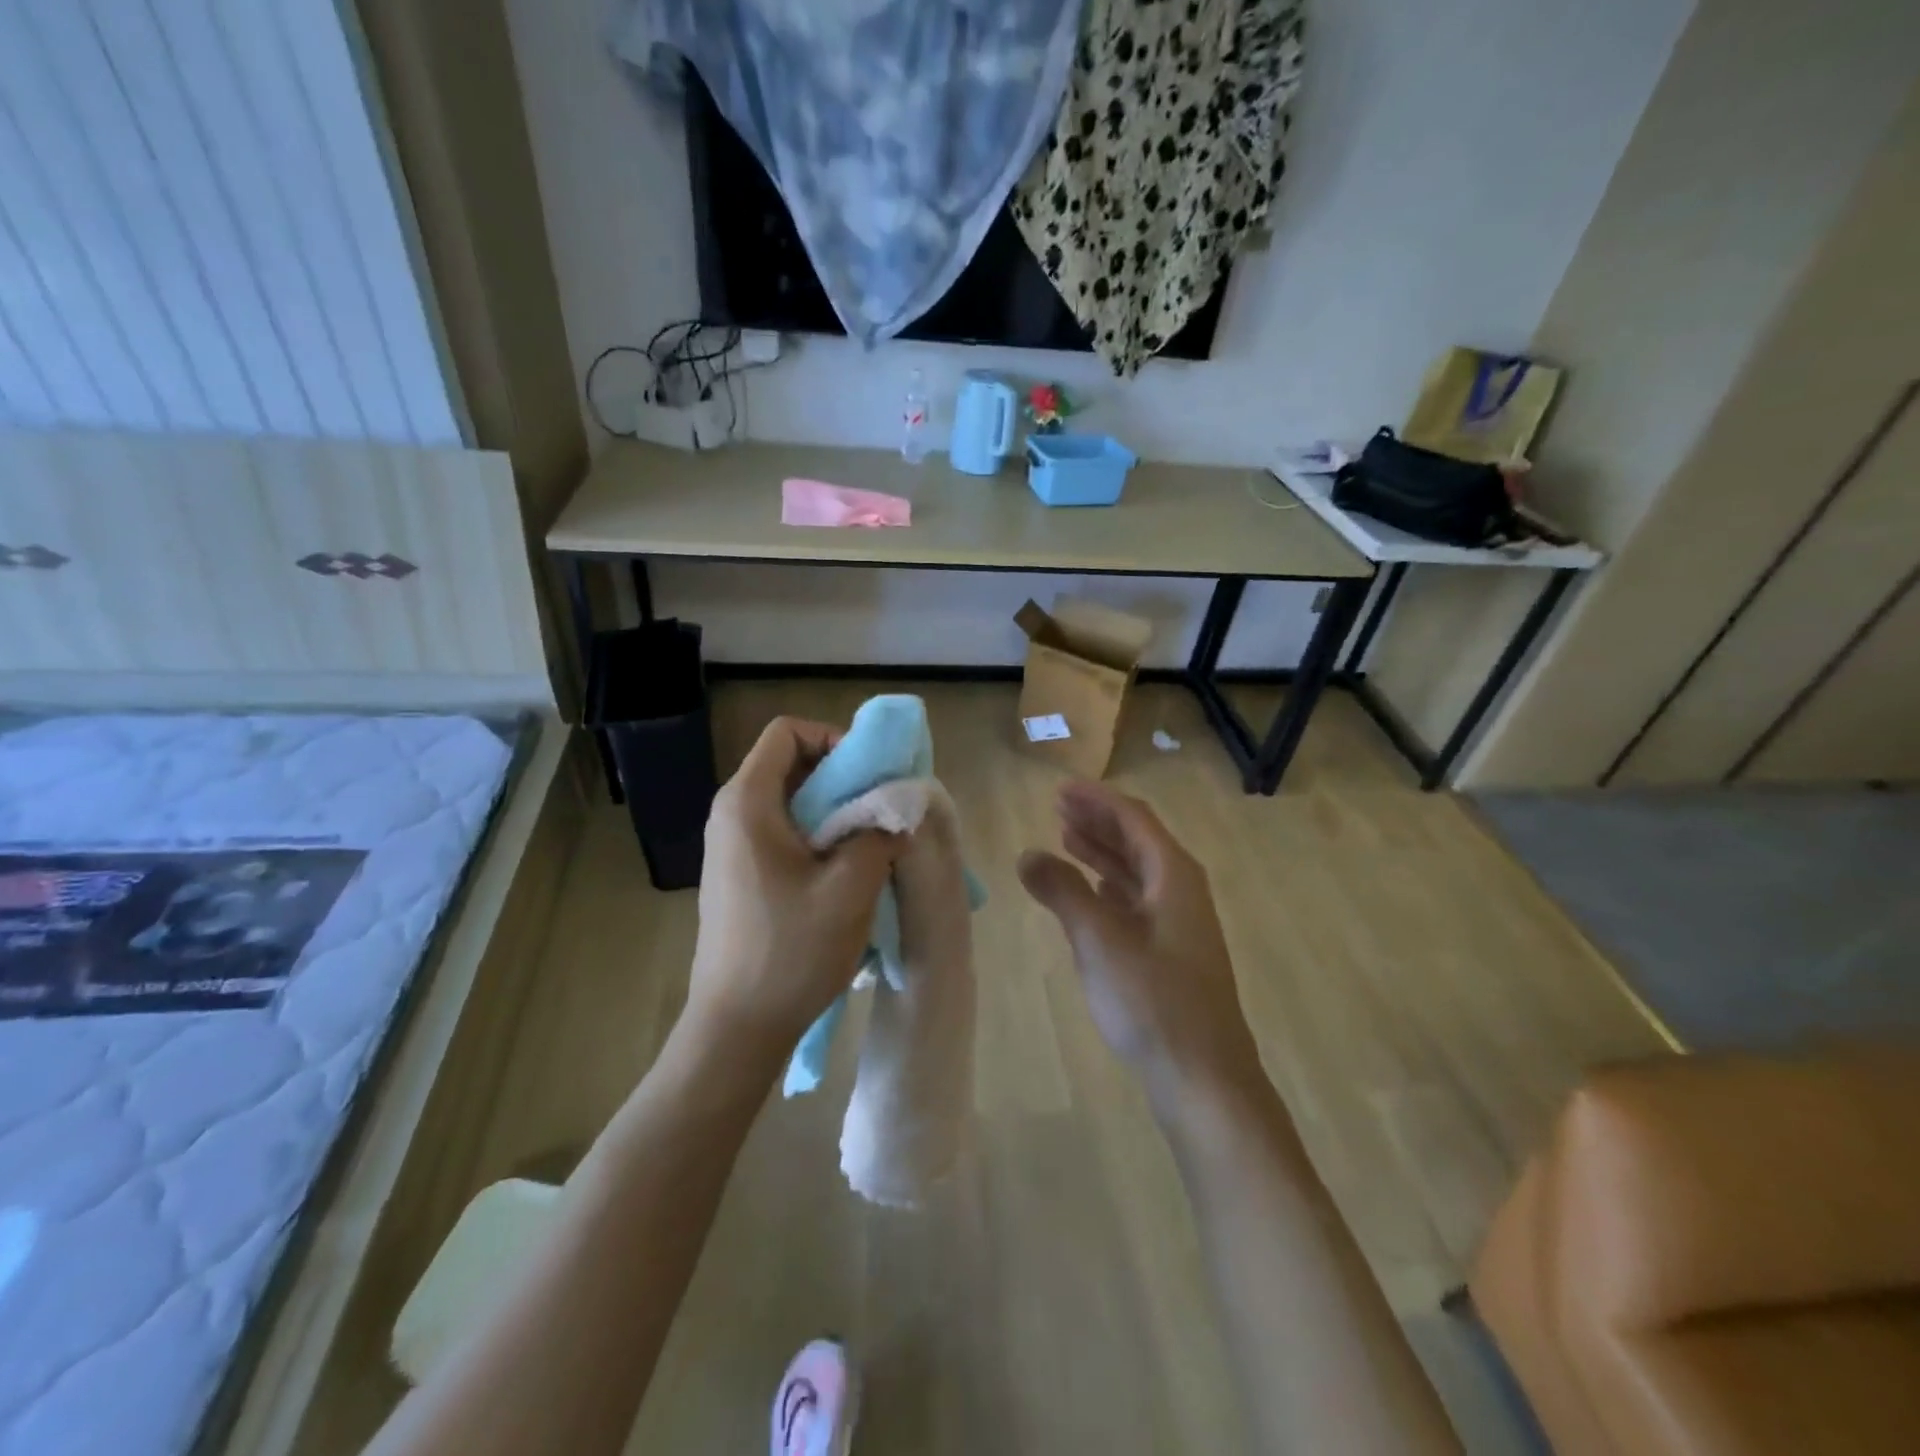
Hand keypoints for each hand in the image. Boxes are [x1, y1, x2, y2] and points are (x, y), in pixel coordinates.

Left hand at [685, 718, 900, 1055]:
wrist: (736, 1028)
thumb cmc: (791, 950)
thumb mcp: (851, 886)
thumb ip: (880, 832)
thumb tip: (897, 807)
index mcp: (748, 803)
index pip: (788, 732)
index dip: (833, 739)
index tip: (869, 775)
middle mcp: (731, 815)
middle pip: (790, 764)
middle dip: (842, 777)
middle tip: (881, 808)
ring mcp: (730, 847)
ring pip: (789, 801)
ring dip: (834, 811)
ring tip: (870, 842)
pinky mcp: (738, 876)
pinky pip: (781, 833)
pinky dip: (817, 837)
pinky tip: (844, 873)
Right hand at [1018, 782, 1259, 1098]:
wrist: (1203, 1078)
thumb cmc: (1152, 1000)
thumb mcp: (1098, 939)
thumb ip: (1062, 891)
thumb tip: (1027, 854)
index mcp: (1174, 876)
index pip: (1133, 819)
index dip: (1097, 800)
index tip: (1060, 789)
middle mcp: (1181, 891)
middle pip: (1137, 841)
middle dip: (1098, 821)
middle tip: (1057, 808)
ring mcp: (1179, 924)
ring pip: (1136, 873)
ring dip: (1102, 853)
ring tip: (1065, 838)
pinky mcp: (1171, 954)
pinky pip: (1136, 902)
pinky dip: (1110, 888)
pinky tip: (1091, 890)